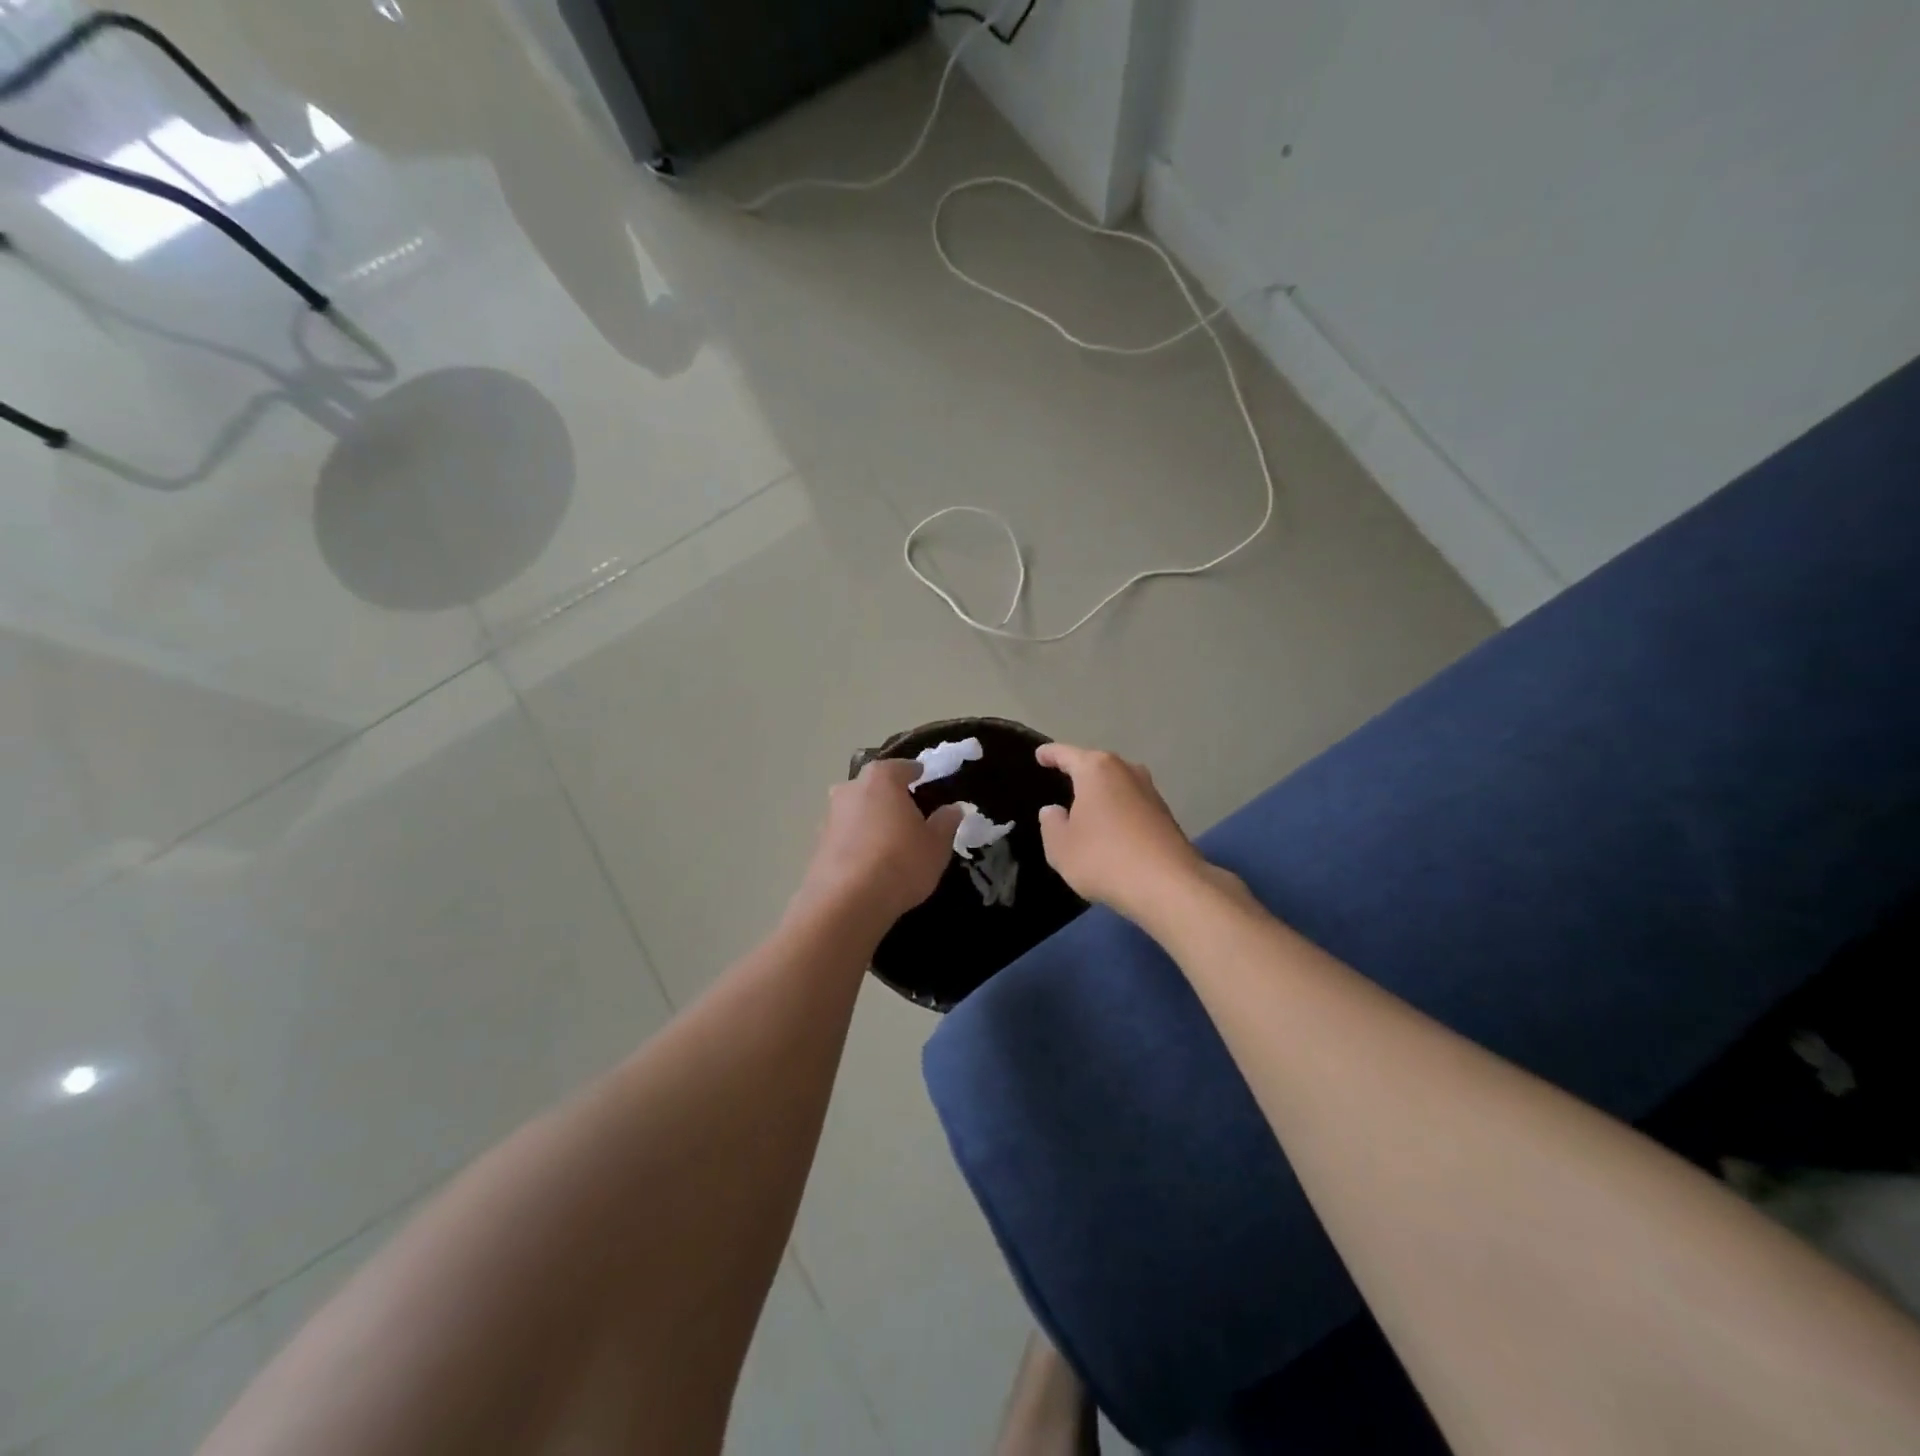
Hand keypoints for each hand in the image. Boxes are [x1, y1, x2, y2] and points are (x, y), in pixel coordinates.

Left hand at [793, 759, 964, 926]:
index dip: (917, 774)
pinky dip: (857, 844)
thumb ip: (946, 822)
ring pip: (856, 811)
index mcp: (881, 779)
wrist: (846, 903)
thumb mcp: (937, 844)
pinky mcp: (816, 845)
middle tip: (909, 816)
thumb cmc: (900, 862)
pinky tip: (870, 864)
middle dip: (890, 797)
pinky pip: (845, 837)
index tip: (927, 782)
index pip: (903, 767)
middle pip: (874, 786)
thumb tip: (952, 809)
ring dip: (870, 821)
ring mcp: (829, 816)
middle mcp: (850, 789)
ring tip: (890, 843)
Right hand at [1035, 744, 1208, 920]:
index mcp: (1096, 770)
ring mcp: (1150, 792)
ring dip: (1102, 793)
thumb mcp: (1060, 847)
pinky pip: (1132, 804)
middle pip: (1096, 765)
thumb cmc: (1103, 858)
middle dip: (1080, 771)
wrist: (1168, 886)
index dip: (1050, 754)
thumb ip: (1051, 824)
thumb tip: (1053, 811)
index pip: (1066, 754)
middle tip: (1062, 778)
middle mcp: (1126, 771)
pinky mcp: (1166, 815)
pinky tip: (1111, 829)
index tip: (1040, 754)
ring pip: (1117, 784)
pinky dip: (1118, 811)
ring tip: (1085, 806)